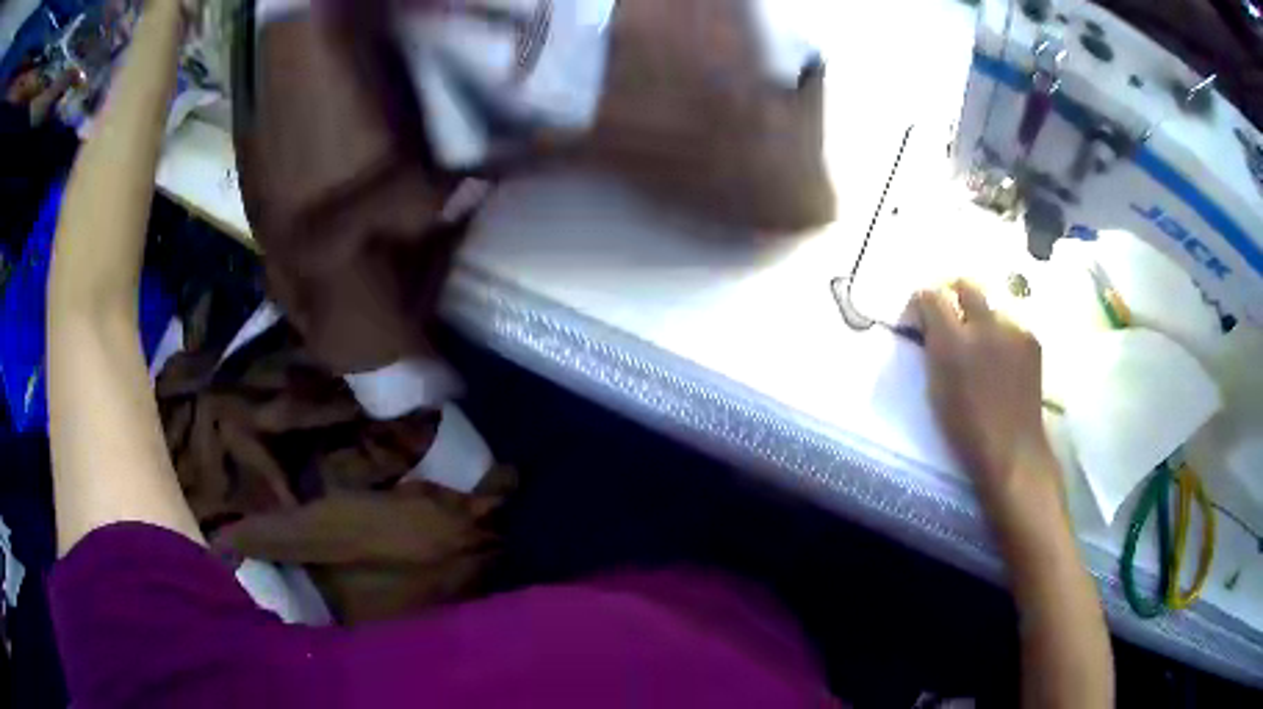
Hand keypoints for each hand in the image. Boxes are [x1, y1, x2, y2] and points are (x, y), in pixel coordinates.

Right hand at [903, 281, 1060, 512]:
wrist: (1013, 449)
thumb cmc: (966, 429)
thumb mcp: (936, 390)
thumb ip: (932, 350)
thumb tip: (928, 328)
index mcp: (954, 342)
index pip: (930, 295)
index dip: (920, 303)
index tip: (918, 322)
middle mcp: (985, 326)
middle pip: (965, 284)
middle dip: (952, 294)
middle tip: (949, 318)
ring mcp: (1013, 329)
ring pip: (990, 303)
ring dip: (979, 316)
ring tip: (980, 343)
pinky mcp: (1031, 338)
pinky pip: (1010, 322)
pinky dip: (1001, 332)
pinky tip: (1001, 357)